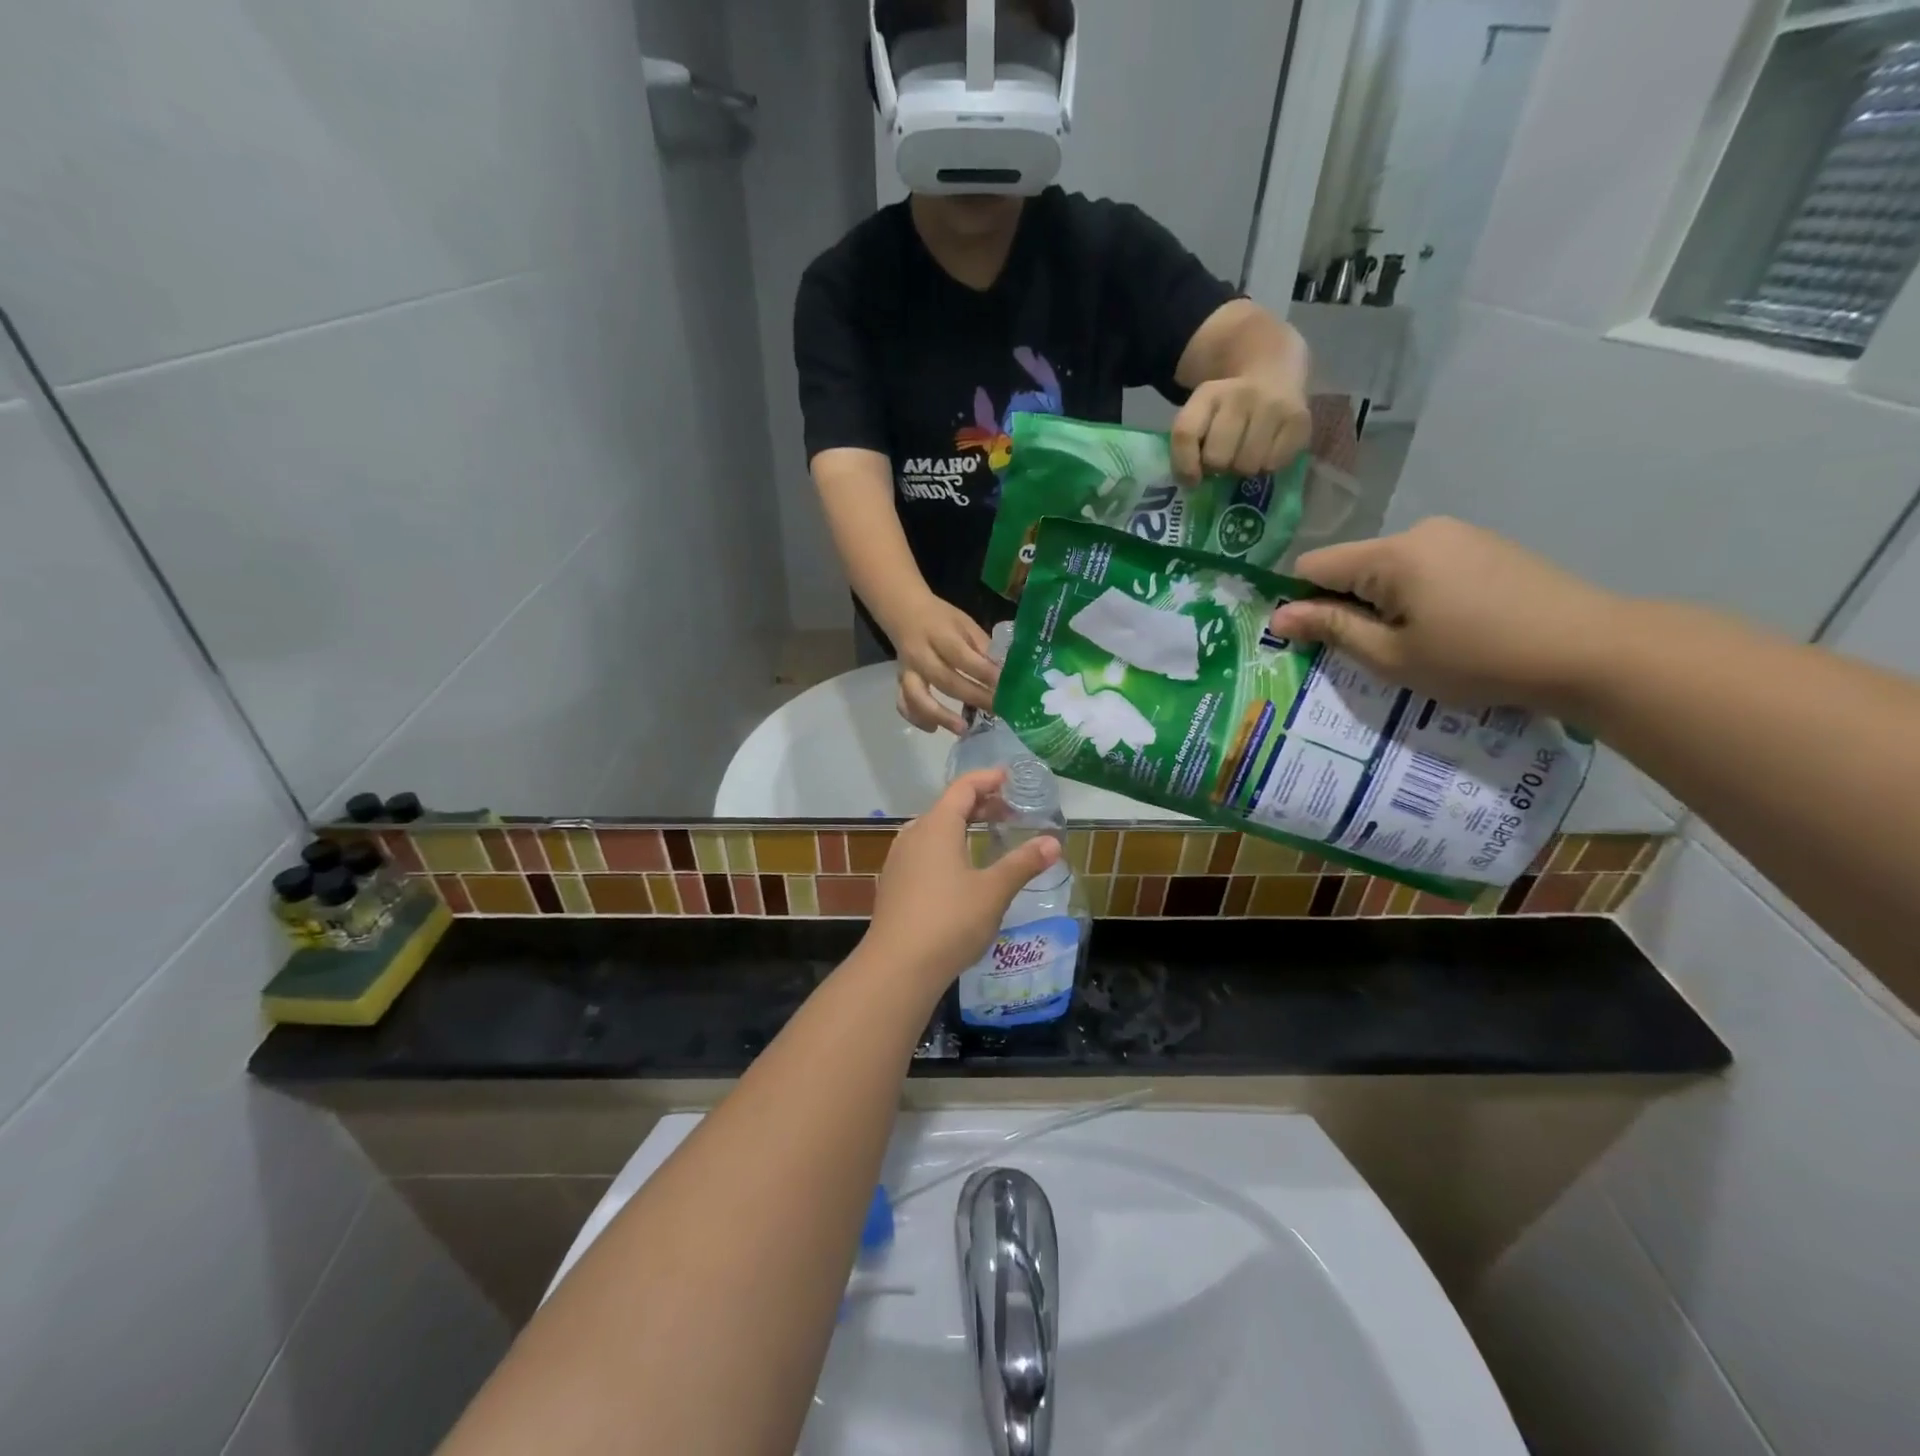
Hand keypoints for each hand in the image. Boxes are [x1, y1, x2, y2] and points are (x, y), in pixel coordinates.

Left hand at [865, 769, 1061, 989]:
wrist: (897, 967)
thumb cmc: (949, 921)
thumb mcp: (993, 891)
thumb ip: (1023, 863)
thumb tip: (1053, 842)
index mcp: (936, 826)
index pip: (963, 787)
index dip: (987, 779)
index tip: (1010, 779)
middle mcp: (913, 834)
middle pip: (948, 806)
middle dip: (979, 804)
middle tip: (1010, 812)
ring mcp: (899, 859)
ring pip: (934, 829)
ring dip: (962, 826)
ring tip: (988, 837)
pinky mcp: (894, 883)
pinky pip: (924, 851)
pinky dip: (947, 846)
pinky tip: (961, 870)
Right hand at [887, 593, 998, 734]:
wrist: (904, 612)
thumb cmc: (941, 618)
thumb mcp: (965, 623)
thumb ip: (981, 646)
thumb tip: (1004, 671)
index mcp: (940, 634)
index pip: (962, 656)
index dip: (983, 672)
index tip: (1004, 685)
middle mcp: (921, 654)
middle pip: (946, 680)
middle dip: (973, 697)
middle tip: (996, 710)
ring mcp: (908, 670)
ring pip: (918, 696)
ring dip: (940, 715)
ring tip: (963, 728)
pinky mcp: (901, 681)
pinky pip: (904, 703)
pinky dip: (917, 718)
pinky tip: (934, 729)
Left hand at [1170, 371, 1311, 482]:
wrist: (1274, 366)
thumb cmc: (1229, 405)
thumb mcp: (1201, 412)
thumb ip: (1188, 443)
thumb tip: (1193, 483)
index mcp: (1208, 394)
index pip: (1185, 434)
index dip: (1184, 465)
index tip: (1193, 479)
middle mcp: (1241, 395)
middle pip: (1217, 457)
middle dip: (1218, 466)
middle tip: (1226, 457)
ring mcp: (1273, 406)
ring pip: (1246, 465)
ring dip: (1243, 467)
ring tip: (1247, 452)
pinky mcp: (1299, 419)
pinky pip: (1274, 464)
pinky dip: (1268, 465)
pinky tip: (1268, 449)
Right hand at [1267, 517, 1621, 714]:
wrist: (1592, 650)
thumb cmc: (1478, 659)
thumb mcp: (1392, 656)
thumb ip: (1332, 629)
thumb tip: (1278, 616)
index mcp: (1392, 554)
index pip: (1314, 566)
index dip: (1299, 602)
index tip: (1307, 640)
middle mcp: (1421, 532)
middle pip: (1352, 565)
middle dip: (1343, 605)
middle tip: (1364, 653)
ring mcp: (1458, 536)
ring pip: (1388, 569)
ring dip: (1381, 604)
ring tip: (1409, 646)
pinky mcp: (1485, 547)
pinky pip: (1424, 568)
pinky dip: (1415, 597)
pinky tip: (1444, 629)